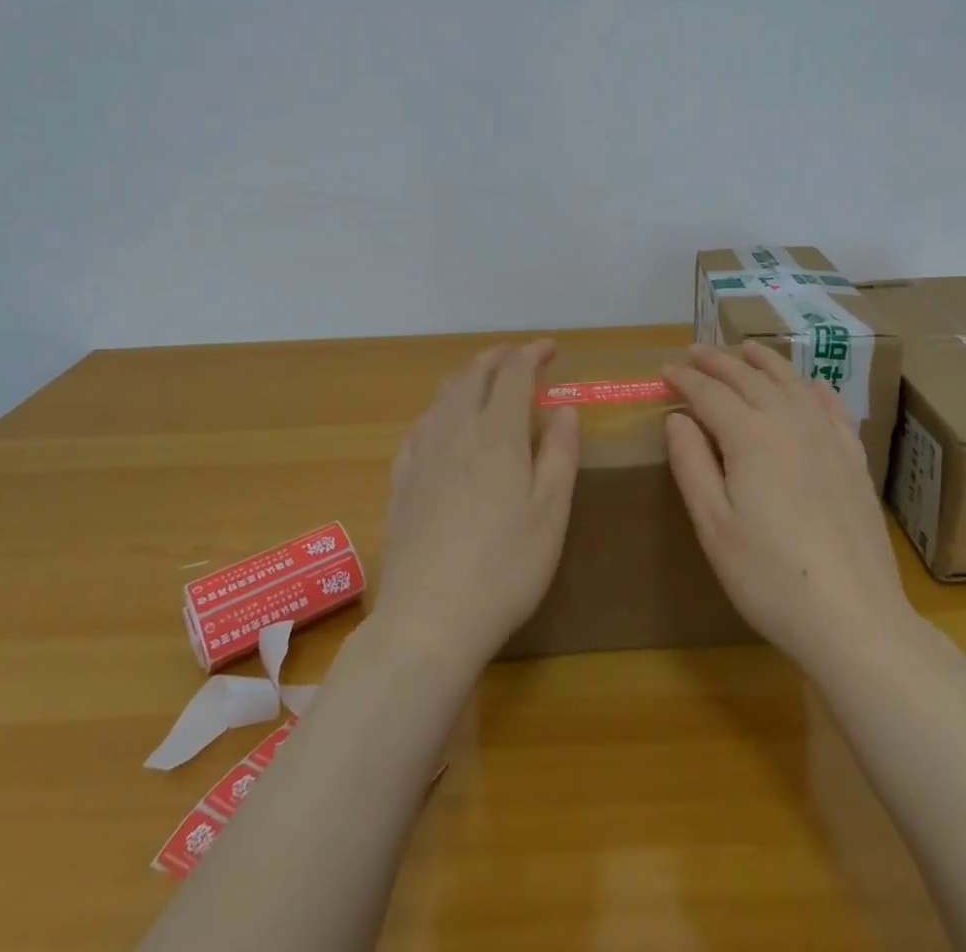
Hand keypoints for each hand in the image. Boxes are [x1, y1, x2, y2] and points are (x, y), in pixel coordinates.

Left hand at [373, 340, 581, 670]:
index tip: (551, 348)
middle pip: (474, 374)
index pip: (514, 373)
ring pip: (444, 394)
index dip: (533, 353)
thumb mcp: (551, 511)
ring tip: (485, 379)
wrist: (429, 618)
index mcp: (497, 433)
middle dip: (499, 356)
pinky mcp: (402, 478)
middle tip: (520, 356)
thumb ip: (559, 453)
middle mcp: (455, 429)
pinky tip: (443, 423)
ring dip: (469, 375)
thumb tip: (563, 408)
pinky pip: (422, 423)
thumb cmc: (505, 566)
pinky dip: (441, 407)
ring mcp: (422, 453)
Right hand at [663, 342, 914, 672]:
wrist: (854, 618)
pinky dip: (813, 387)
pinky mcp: (854, 459)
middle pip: (749, 379)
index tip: (665, 370)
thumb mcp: (714, 525)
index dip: (685, 379)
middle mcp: (790, 423)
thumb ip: (691, 464)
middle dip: (719, 362)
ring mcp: (828, 438)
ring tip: (747, 349)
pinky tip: (808, 385)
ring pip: (792, 383)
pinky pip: (832, 407)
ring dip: (765, 362)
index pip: (710, 394)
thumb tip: (677, 417)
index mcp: (750, 437)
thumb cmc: (769, 577)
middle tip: (696, 350)